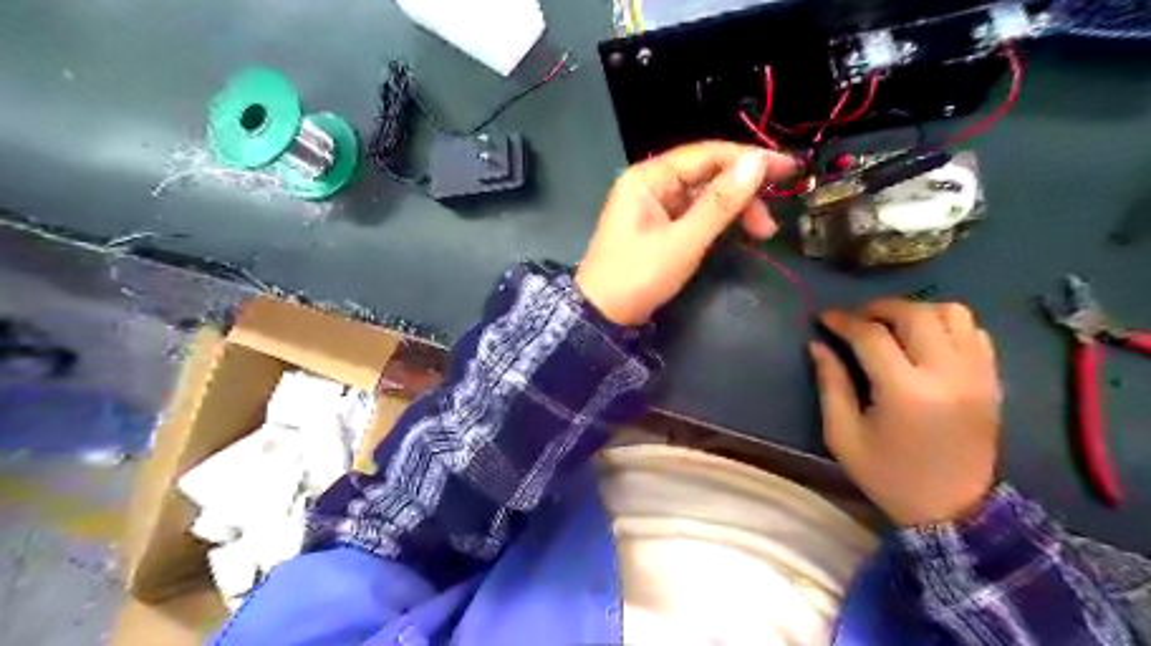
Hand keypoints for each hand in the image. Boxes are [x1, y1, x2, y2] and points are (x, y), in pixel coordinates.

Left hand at [574, 139, 797, 326]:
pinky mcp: (658, 228)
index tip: (788, 168)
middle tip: (772, 218)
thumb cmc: (638, 276)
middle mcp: (650, 184)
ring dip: (734, 209)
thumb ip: (720, 203)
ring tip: (761, 233)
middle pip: (707, 174)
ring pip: (703, 195)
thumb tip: (756, 163)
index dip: (749, 158)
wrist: (602, 316)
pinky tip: (738, 233)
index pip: (706, 154)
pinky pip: (694, 214)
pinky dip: (718, 222)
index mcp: (648, 177)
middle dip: (743, 191)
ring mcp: (653, 206)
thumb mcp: (683, 241)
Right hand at [807, 301, 1009, 526]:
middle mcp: (947, 374)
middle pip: (915, 314)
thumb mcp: (843, 435)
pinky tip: (925, 341)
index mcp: (905, 392)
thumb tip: (818, 345)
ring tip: (893, 326)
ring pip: (952, 313)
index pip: (871, 336)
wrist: (954, 510)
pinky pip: (974, 332)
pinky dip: (947, 325)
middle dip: (879, 308)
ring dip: (917, 311)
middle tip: (857, 319)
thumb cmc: (888, 475)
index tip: (824, 318)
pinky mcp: (992, 381)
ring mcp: (977, 375)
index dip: (843, 321)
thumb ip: (830, 384)